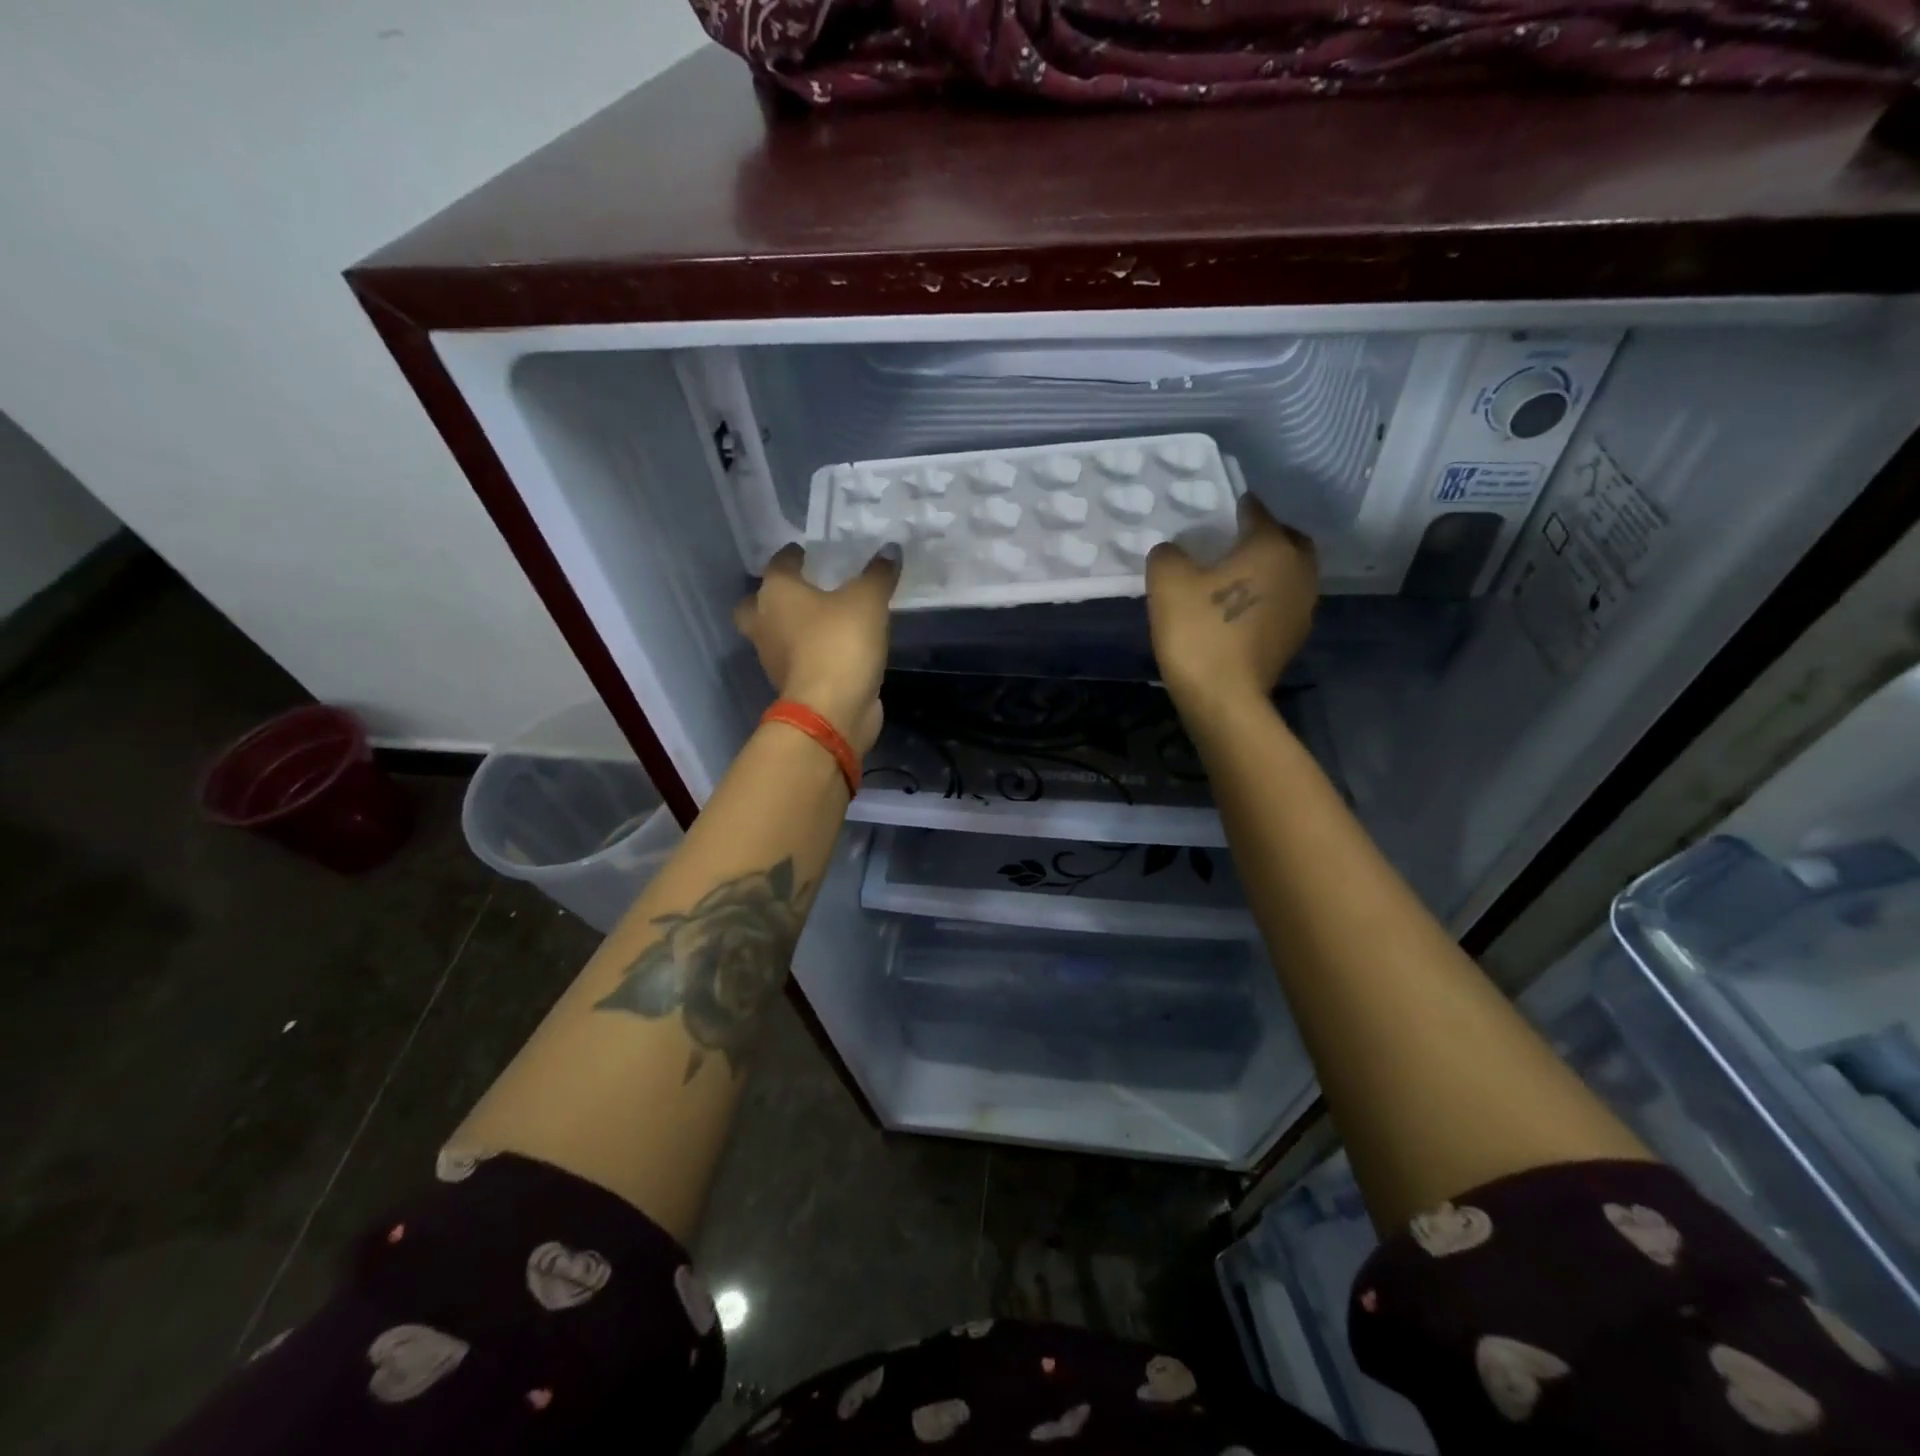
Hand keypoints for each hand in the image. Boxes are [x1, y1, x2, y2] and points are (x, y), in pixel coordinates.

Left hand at [734, 546, 899, 753]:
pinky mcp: (791, 685)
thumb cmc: (840, 643)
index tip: (805, 551)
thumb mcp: (868, 601)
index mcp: (775, 594)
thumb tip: (890, 549)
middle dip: (773, 598)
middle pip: (756, 605)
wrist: (831, 711)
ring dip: (791, 628)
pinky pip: (797, 660)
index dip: (792, 555)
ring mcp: (774, 659)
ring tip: (823, 620)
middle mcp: (765, 623)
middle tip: (800, 592)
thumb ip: (878, 574)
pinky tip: (834, 648)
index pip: (778, 564)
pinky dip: (810, 653)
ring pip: (775, 635)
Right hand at [1145, 498, 1317, 717]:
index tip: (1219, 512)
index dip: (1236, 508)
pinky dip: (1268, 598)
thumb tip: (1173, 552)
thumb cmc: (1199, 632)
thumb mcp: (1167, 584)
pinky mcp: (1295, 638)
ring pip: (1290, 573)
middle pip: (1287, 540)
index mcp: (1272, 547)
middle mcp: (1299, 570)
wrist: (1224, 698)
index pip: (1257, 512)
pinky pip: (1283, 602)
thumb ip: (1168, 556)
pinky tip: (1241, 610)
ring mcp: (1303, 606)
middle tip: (1234, 544)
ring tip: (1236, 578)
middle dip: (1265, 536)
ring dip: (1269, 570)